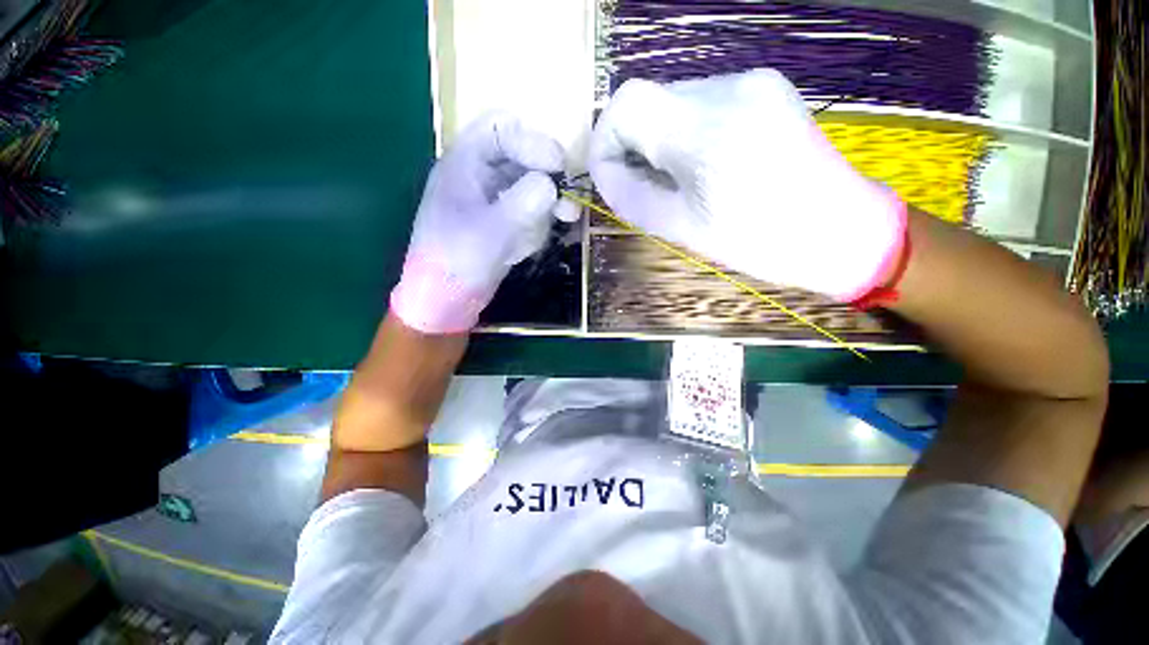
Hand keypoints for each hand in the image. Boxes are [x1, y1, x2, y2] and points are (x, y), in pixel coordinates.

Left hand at [391, 112, 576, 332]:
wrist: (445, 300)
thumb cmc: (457, 261)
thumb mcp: (493, 229)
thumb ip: (525, 201)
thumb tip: (552, 185)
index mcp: (465, 164)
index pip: (501, 128)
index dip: (532, 140)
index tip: (558, 166)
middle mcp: (479, 176)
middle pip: (521, 157)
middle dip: (548, 175)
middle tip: (569, 197)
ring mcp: (491, 202)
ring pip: (529, 186)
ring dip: (548, 201)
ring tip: (566, 217)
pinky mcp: (501, 224)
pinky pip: (527, 213)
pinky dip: (537, 223)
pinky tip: (534, 240)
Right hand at [588, 69, 905, 301]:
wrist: (838, 231)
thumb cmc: (759, 242)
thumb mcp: (682, 229)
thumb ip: (633, 197)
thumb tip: (606, 172)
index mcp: (706, 131)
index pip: (627, 104)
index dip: (605, 140)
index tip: (609, 175)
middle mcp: (728, 90)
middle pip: (649, 100)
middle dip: (633, 145)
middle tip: (642, 186)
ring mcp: (751, 82)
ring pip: (673, 101)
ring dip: (659, 140)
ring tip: (675, 181)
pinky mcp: (764, 88)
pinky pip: (701, 103)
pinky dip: (685, 133)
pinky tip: (701, 164)